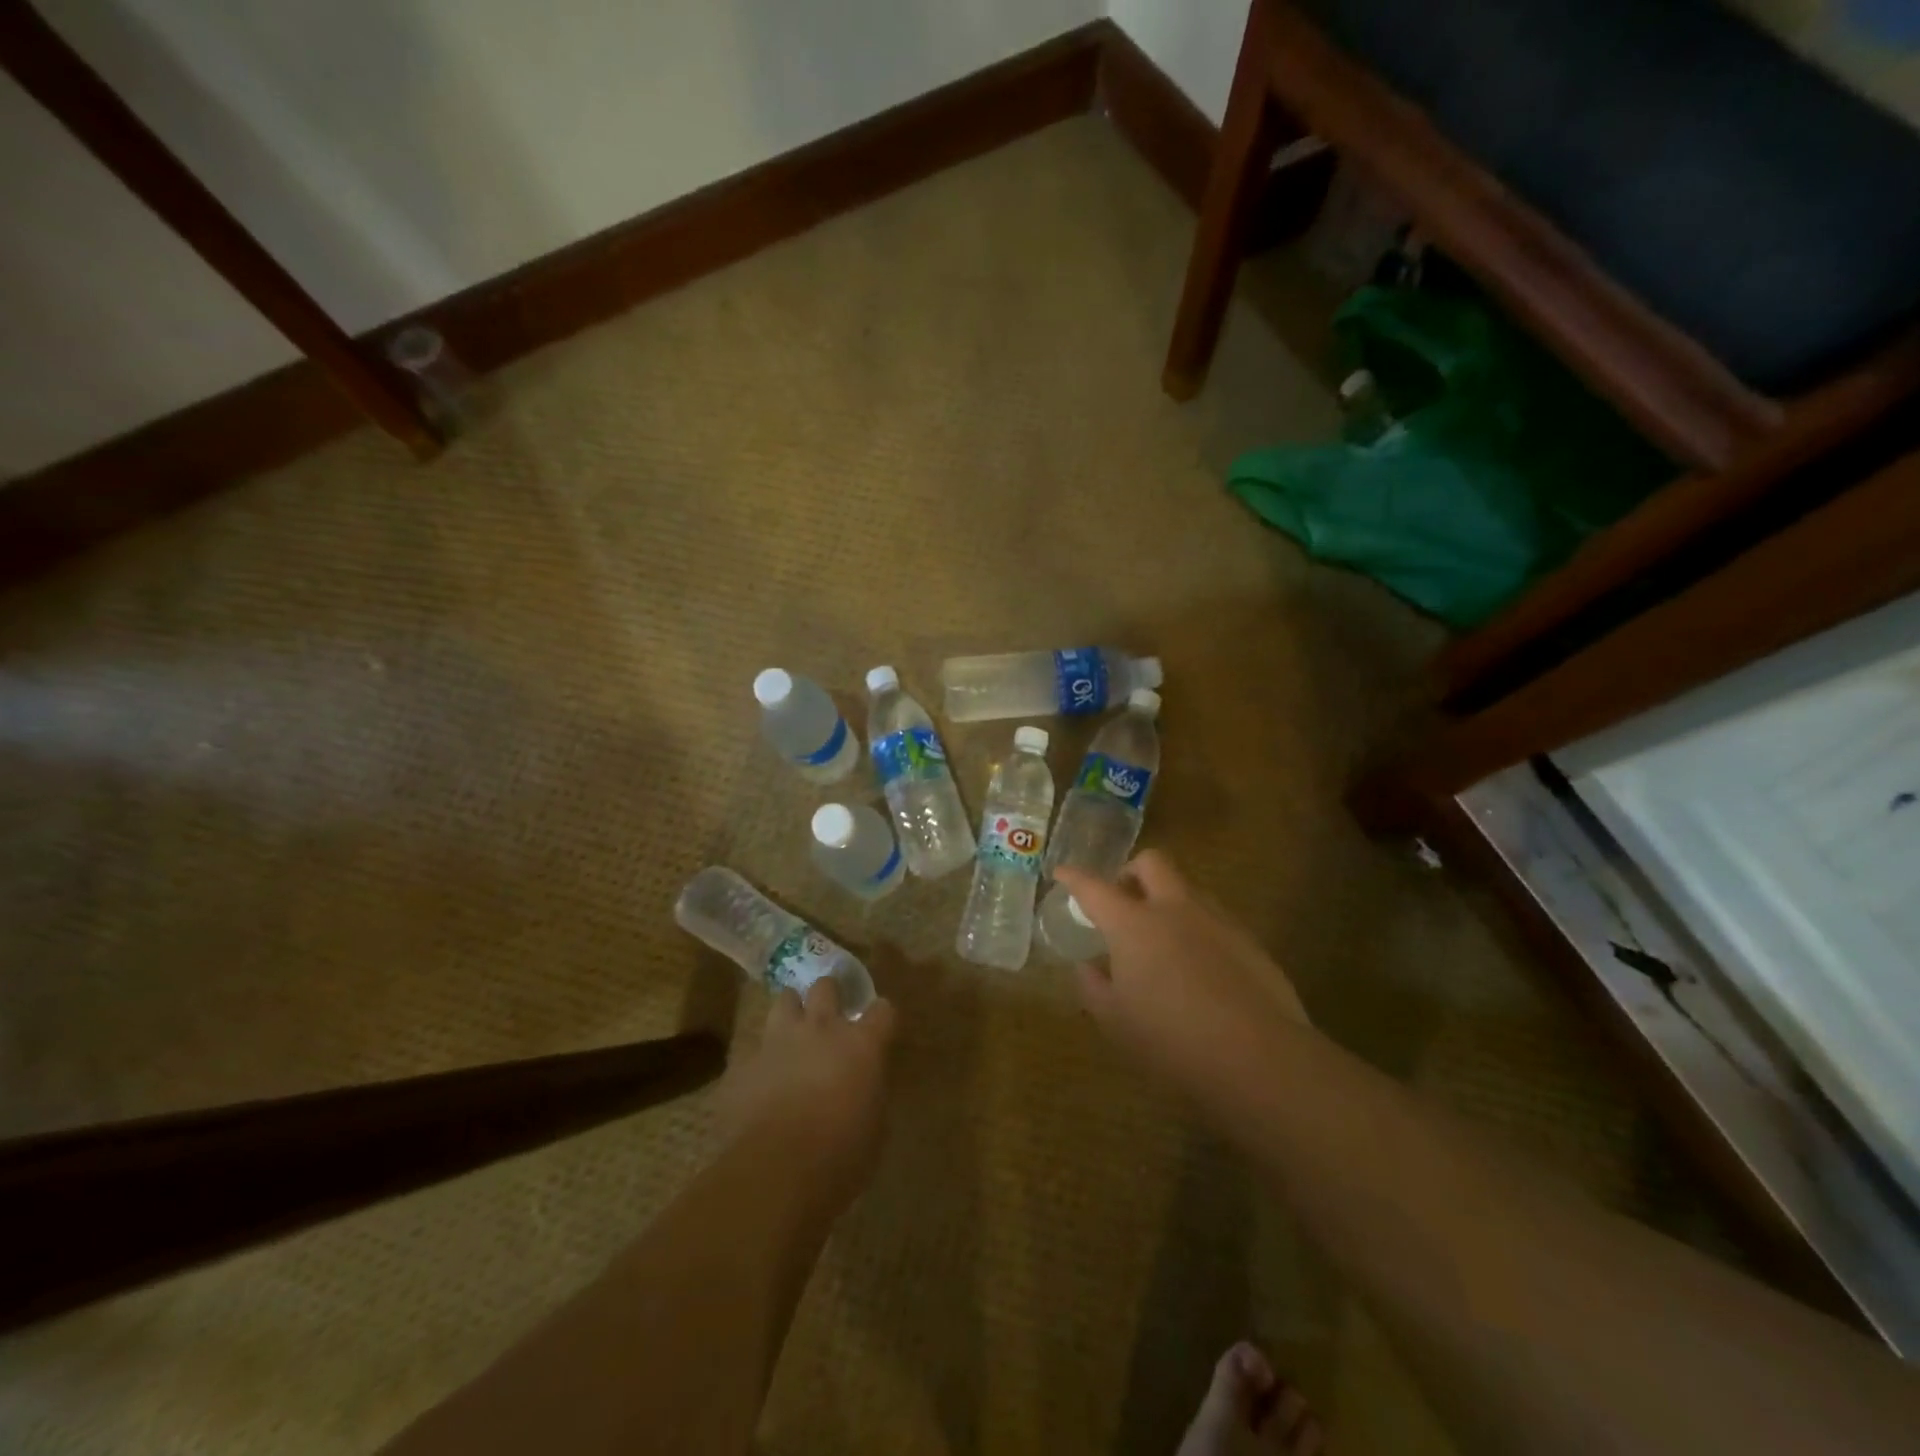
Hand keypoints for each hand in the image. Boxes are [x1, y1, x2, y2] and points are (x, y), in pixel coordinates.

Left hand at [717, 978, 895, 1210]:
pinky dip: (759, 1059)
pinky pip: (752, 1049)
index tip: (879, 1028)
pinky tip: (759, 1079)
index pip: (882, 1010)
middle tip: (830, 1015)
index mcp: (861, 1043)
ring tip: (792, 1031)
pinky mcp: (744, 1063)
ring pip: (785, 1000)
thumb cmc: (841, 1155)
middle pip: (826, 987)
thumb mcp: (875, 1127)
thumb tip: (863, 1089)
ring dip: (791, 1012)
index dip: (880, 1017)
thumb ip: (870, 1093)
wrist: (776, 1170)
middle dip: (829, 995)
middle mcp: (821, 1029)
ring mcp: (778, 1040)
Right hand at [1056, 852, 1307, 1095]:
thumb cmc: (1172, 1040)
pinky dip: (1197, 929)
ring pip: (1187, 888)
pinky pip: (1215, 919)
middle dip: (1131, 871)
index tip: (1062, 872)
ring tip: (1161, 938)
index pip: (1095, 887)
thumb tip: (1087, 969)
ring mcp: (1217, 920)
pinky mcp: (1249, 941)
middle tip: (1122, 899)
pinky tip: (1198, 967)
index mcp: (1133, 924)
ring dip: (1167, 899)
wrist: (1259, 1058)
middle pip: (1152, 863)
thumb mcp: (1117, 1022)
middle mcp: (1175, 909)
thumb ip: (1095, 988)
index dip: (1074, 877)